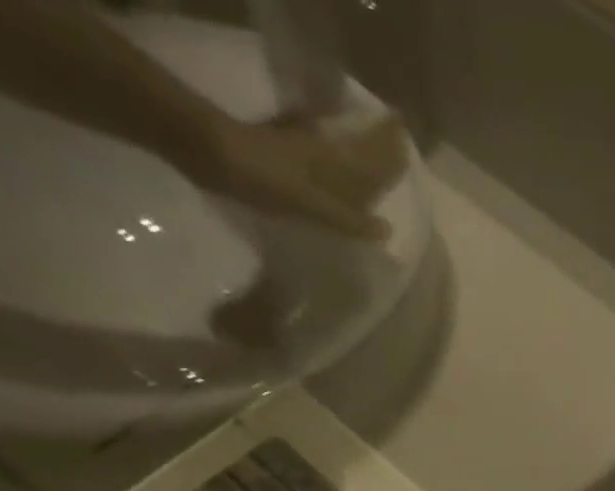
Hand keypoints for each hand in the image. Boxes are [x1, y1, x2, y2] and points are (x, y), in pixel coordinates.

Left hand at [185, 110, 406, 238]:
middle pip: (354, 145)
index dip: (388, 143)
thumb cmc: (264, 177)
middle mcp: (319, 145)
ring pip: (334, 145)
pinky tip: (325, 152)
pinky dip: (323, 147)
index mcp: (333, 157)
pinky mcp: (277, 147)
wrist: (208, 151)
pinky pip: (311, 147)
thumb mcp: (311, 202)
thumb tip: (387, 231)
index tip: (406, 134)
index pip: (369, 149)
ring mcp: (297, 145)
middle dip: (374, 143)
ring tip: (368, 151)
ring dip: (351, 147)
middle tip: (393, 143)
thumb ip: (348, 218)